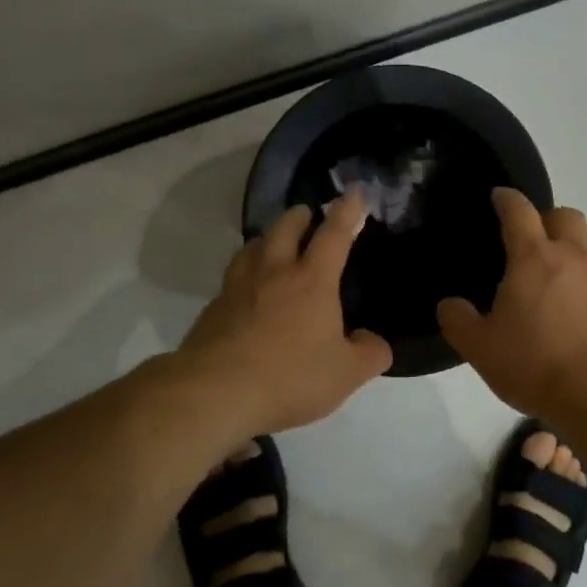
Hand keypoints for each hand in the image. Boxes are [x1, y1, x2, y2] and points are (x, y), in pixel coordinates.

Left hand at [175, 192, 392, 433]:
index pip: (334, 234)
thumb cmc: (290, 377)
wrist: (215, 394)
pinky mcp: (213, 310)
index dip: (347, 211)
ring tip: (274, 245)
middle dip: (300, 215)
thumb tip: (373, 341)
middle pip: (285, 228)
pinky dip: (245, 274)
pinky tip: (247, 292)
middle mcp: (274, 273)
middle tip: (308, 214)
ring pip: (252, 248)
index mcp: (312, 281)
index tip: (354, 192)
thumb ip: (370, 353)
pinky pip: (233, 279)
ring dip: (268, 239)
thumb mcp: (347, 374)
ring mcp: (238, 288)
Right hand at [436, 189, 586, 417]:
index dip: (507, 199)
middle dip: (550, 222)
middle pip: (566, 217)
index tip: (501, 197)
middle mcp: (577, 256)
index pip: (518, 211)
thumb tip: (450, 304)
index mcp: (534, 259)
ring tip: (569, 307)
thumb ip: (458, 320)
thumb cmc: (536, 367)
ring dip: (579, 269)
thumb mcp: (480, 349)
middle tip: (538, 250)